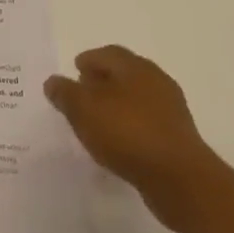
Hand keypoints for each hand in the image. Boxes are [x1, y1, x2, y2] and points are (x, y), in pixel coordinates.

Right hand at [45, 45, 221, 231]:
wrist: (180, 179)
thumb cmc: (128, 133)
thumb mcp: (85, 110)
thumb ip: (66, 94)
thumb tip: (53, 81)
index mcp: (134, 66)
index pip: (107, 53)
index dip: (88, 60)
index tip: (74, 72)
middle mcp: (155, 80)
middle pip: (124, 74)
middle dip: (102, 81)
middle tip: (82, 95)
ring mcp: (170, 110)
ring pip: (136, 99)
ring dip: (117, 106)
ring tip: (97, 123)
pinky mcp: (177, 138)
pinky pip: (146, 124)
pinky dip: (130, 127)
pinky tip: (118, 145)